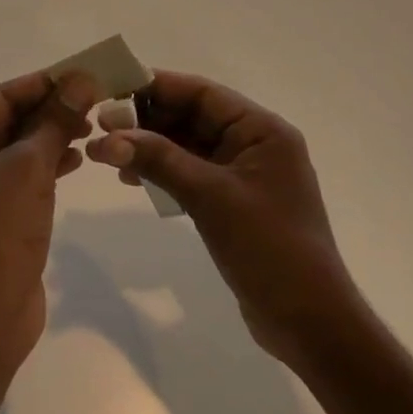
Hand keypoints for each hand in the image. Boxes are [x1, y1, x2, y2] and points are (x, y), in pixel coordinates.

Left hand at [0, 70, 99, 366]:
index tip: (84, 72)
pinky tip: (79, 157)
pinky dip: (51, 161)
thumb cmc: (0, 227)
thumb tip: (81, 78)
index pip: (3, 96)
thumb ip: (56, 119)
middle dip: (52, 108)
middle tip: (95, 98)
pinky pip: (26, 171)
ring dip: (54, 133)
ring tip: (92, 125)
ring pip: (21, 145)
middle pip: (12, 118)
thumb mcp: (31, 165)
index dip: (45, 83)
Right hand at [90, 70, 359, 371]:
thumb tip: (105, 137)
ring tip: (108, 155)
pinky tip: (131, 178)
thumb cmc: (269, 248)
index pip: (201, 92)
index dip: (155, 87)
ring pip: (186, 144)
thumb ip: (158, 159)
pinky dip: (161, 171)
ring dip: (149, 146)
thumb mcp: (210, 196)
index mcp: (261, 130)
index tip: (111, 89)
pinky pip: (189, 172)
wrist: (311, 326)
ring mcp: (243, 174)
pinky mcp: (232, 202)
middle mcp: (254, 143)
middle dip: (146, 119)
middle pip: (191, 116)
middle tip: (101, 126)